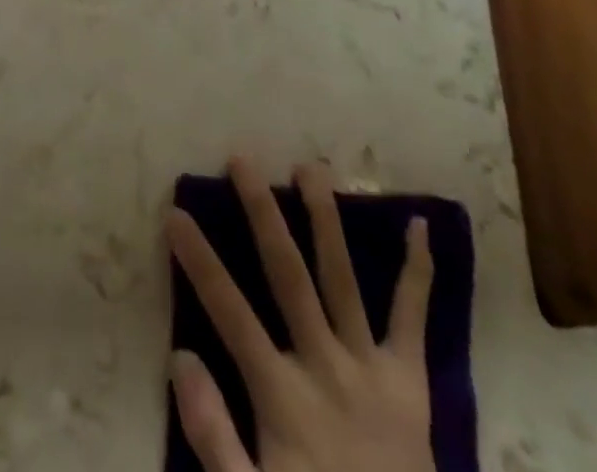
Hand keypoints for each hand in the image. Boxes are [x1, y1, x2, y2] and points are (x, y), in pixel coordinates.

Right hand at [166, 158, 435, 471]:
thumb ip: (214, 436)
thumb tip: (180, 357)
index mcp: (283, 396)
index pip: (230, 313)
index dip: (199, 262)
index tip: (175, 214)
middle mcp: (326, 367)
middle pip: (288, 275)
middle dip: (262, 212)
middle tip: (242, 160)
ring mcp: (371, 368)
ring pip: (342, 279)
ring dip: (325, 219)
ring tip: (311, 167)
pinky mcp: (412, 381)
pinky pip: (413, 319)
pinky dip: (419, 272)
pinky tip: (420, 226)